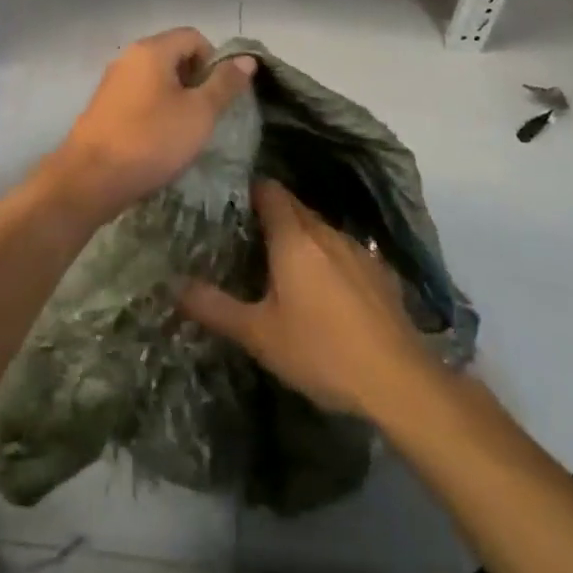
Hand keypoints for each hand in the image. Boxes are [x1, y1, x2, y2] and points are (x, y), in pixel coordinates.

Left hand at [44, 28, 255, 224]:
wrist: (91, 179)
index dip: (215, 61)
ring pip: (156, 79)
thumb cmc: (152, 140)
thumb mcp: (199, 113)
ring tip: (185, 131)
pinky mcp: (103, 107)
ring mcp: (112, 82)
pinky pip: (139, 98)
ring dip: (176, 99)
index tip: (220, 95)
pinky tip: (159, 140)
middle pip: (173, 55)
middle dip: (196, 81)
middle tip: (206, 115)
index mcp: (151, 50)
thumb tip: (246, 59)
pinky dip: (155, 111)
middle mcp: (128, 58)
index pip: (194, 37)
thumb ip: (224, 83)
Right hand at [181, 181, 430, 417]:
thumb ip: (214, 307)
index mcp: (294, 238)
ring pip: (320, 229)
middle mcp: (326, 233)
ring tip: (278, 261)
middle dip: (270, 214)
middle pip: (294, 208)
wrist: (399, 382)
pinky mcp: (380, 273)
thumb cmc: (320, 351)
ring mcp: (358, 251)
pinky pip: (342, 251)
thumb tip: (173, 285)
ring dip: (299, 237)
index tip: (228, 202)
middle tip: (243, 235)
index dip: (248, 190)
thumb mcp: (258, 334)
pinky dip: (325, 258)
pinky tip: (322, 287)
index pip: (269, 191)